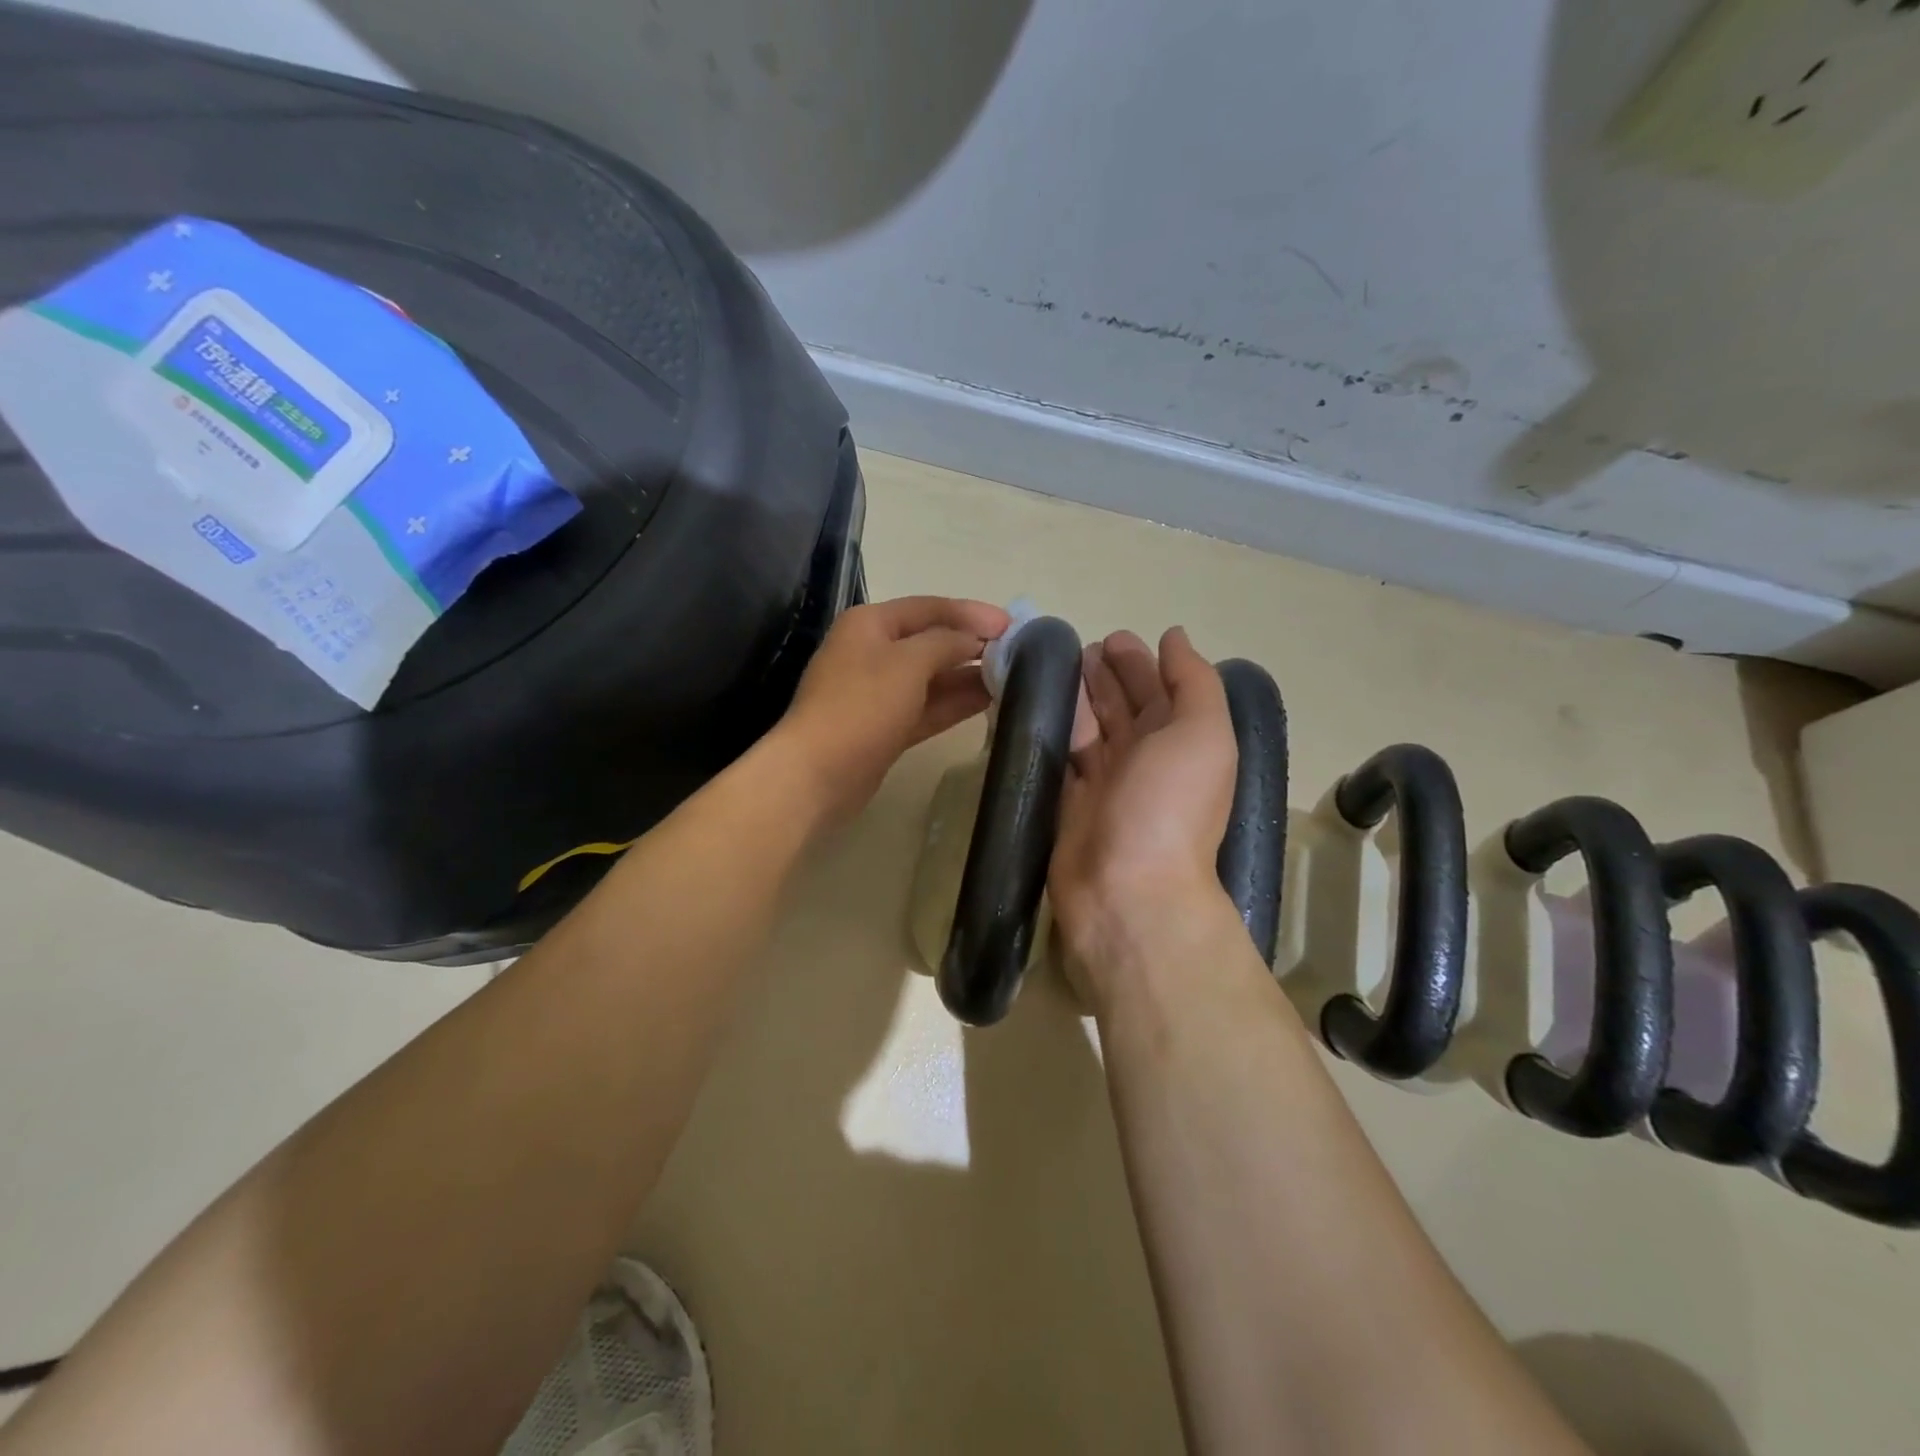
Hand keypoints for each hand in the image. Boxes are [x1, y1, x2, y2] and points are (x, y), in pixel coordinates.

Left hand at [774, 595, 1010, 824]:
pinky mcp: (886, 728)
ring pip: (932, 677)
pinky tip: (990, 702)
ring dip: (968, 676)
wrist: (818, 774)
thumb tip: (975, 641)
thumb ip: (947, 643)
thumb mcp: (908, 662)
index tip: (1012, 626)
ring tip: (1013, 678)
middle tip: (1019, 654)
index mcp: (871, 624)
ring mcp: (878, 693)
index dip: (972, 613)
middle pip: (931, 641)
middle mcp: (873, 652)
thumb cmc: (862, 706)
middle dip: (972, 645)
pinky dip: (955, 703)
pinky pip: (927, 707)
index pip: (930, 608)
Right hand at [1049, 627, 1243, 1011]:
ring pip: (1089, 729)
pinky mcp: (1068, 801)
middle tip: (1078, 648)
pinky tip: (1030, 706)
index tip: (1112, 638)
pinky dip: (1047, 729)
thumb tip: (1174, 638)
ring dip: (1076, 698)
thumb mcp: (1203, 733)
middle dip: (1106, 677)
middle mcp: (1146, 760)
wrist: (1128, 888)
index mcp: (1182, 742)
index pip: (1161, 692)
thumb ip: (1193, 682)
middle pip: (1123, 708)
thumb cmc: (1170, 805)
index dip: (1140, 664)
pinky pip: (1057, 755)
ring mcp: (1105, 782)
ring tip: (1053, 668)